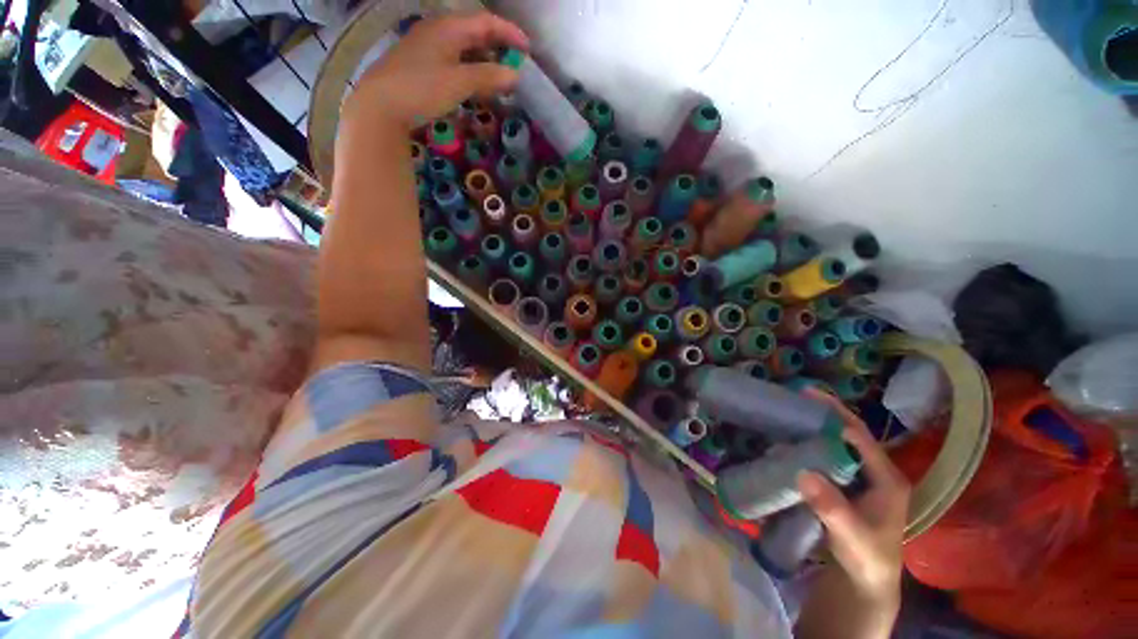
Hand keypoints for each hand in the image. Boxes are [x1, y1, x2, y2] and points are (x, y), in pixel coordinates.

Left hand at [345, 12, 528, 131]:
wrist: (380, 105)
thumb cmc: (421, 88)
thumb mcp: (458, 82)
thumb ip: (488, 77)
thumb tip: (516, 76)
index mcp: (448, 28)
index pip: (485, 22)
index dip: (509, 33)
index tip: (527, 50)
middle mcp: (438, 31)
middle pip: (475, 32)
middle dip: (498, 46)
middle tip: (516, 64)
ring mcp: (429, 48)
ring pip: (465, 48)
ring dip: (485, 60)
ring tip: (501, 77)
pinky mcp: (423, 65)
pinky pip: (454, 61)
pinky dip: (471, 70)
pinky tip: (476, 84)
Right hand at [797, 389, 909, 608]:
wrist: (865, 579)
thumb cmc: (866, 557)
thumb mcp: (851, 536)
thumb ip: (832, 507)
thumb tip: (804, 473)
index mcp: (887, 478)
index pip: (861, 437)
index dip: (836, 414)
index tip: (808, 397)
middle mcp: (877, 471)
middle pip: (850, 434)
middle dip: (825, 414)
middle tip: (795, 399)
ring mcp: (862, 477)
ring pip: (840, 443)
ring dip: (817, 427)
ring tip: (791, 414)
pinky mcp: (847, 484)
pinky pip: (830, 456)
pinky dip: (812, 444)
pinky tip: (794, 441)